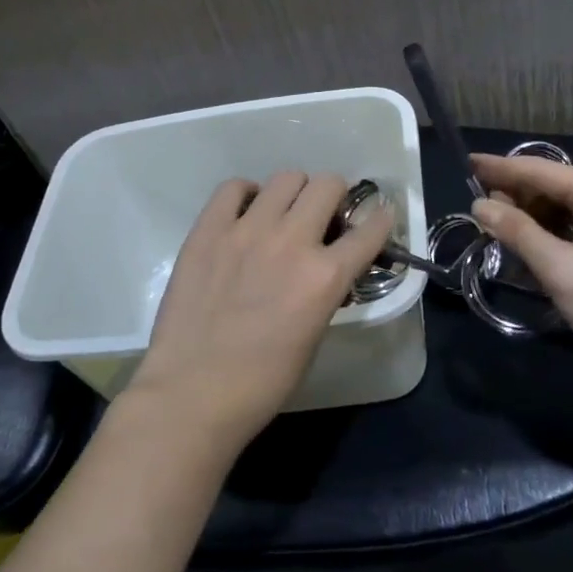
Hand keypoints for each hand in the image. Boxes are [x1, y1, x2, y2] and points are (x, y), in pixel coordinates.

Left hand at [126, 171, 395, 451]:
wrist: (192, 393)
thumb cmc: (262, 382)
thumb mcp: (314, 335)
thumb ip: (325, 290)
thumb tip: (327, 266)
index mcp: (325, 276)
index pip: (371, 229)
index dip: (380, 220)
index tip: (378, 218)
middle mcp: (292, 241)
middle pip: (328, 184)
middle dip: (335, 196)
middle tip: (325, 215)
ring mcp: (247, 230)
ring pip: (285, 178)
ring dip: (294, 193)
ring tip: (284, 213)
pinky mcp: (209, 229)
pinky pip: (233, 187)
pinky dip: (246, 195)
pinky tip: (245, 214)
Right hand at [469, 154, 572, 367]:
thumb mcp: (563, 269)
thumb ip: (519, 233)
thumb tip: (480, 204)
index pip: (540, 170)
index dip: (500, 168)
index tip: (467, 163)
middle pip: (549, 189)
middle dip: (513, 197)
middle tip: (476, 210)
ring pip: (559, 213)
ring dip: (528, 221)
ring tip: (494, 231)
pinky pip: (570, 234)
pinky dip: (545, 240)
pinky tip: (524, 253)